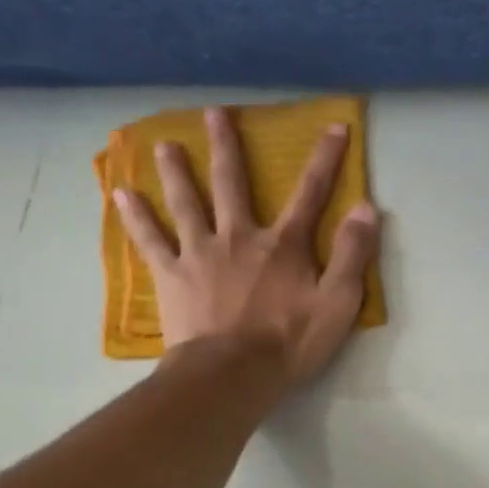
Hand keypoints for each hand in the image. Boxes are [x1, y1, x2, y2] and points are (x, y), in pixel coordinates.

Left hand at [112, 108, 380, 388]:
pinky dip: (136, 217)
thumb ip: (352, 254)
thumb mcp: (338, 303)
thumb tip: (367, 207)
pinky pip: (150, 240)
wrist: (232, 375)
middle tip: (215, 113)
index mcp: (283, 245)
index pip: (310, 193)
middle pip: (232, 184)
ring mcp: (200, 253)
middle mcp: (239, 237)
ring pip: (186, 202)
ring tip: (164, 144)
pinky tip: (121, 194)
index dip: (326, 159)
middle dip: (228, 146)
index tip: (335, 126)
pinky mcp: (172, 276)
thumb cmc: (289, 342)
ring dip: (176, 171)